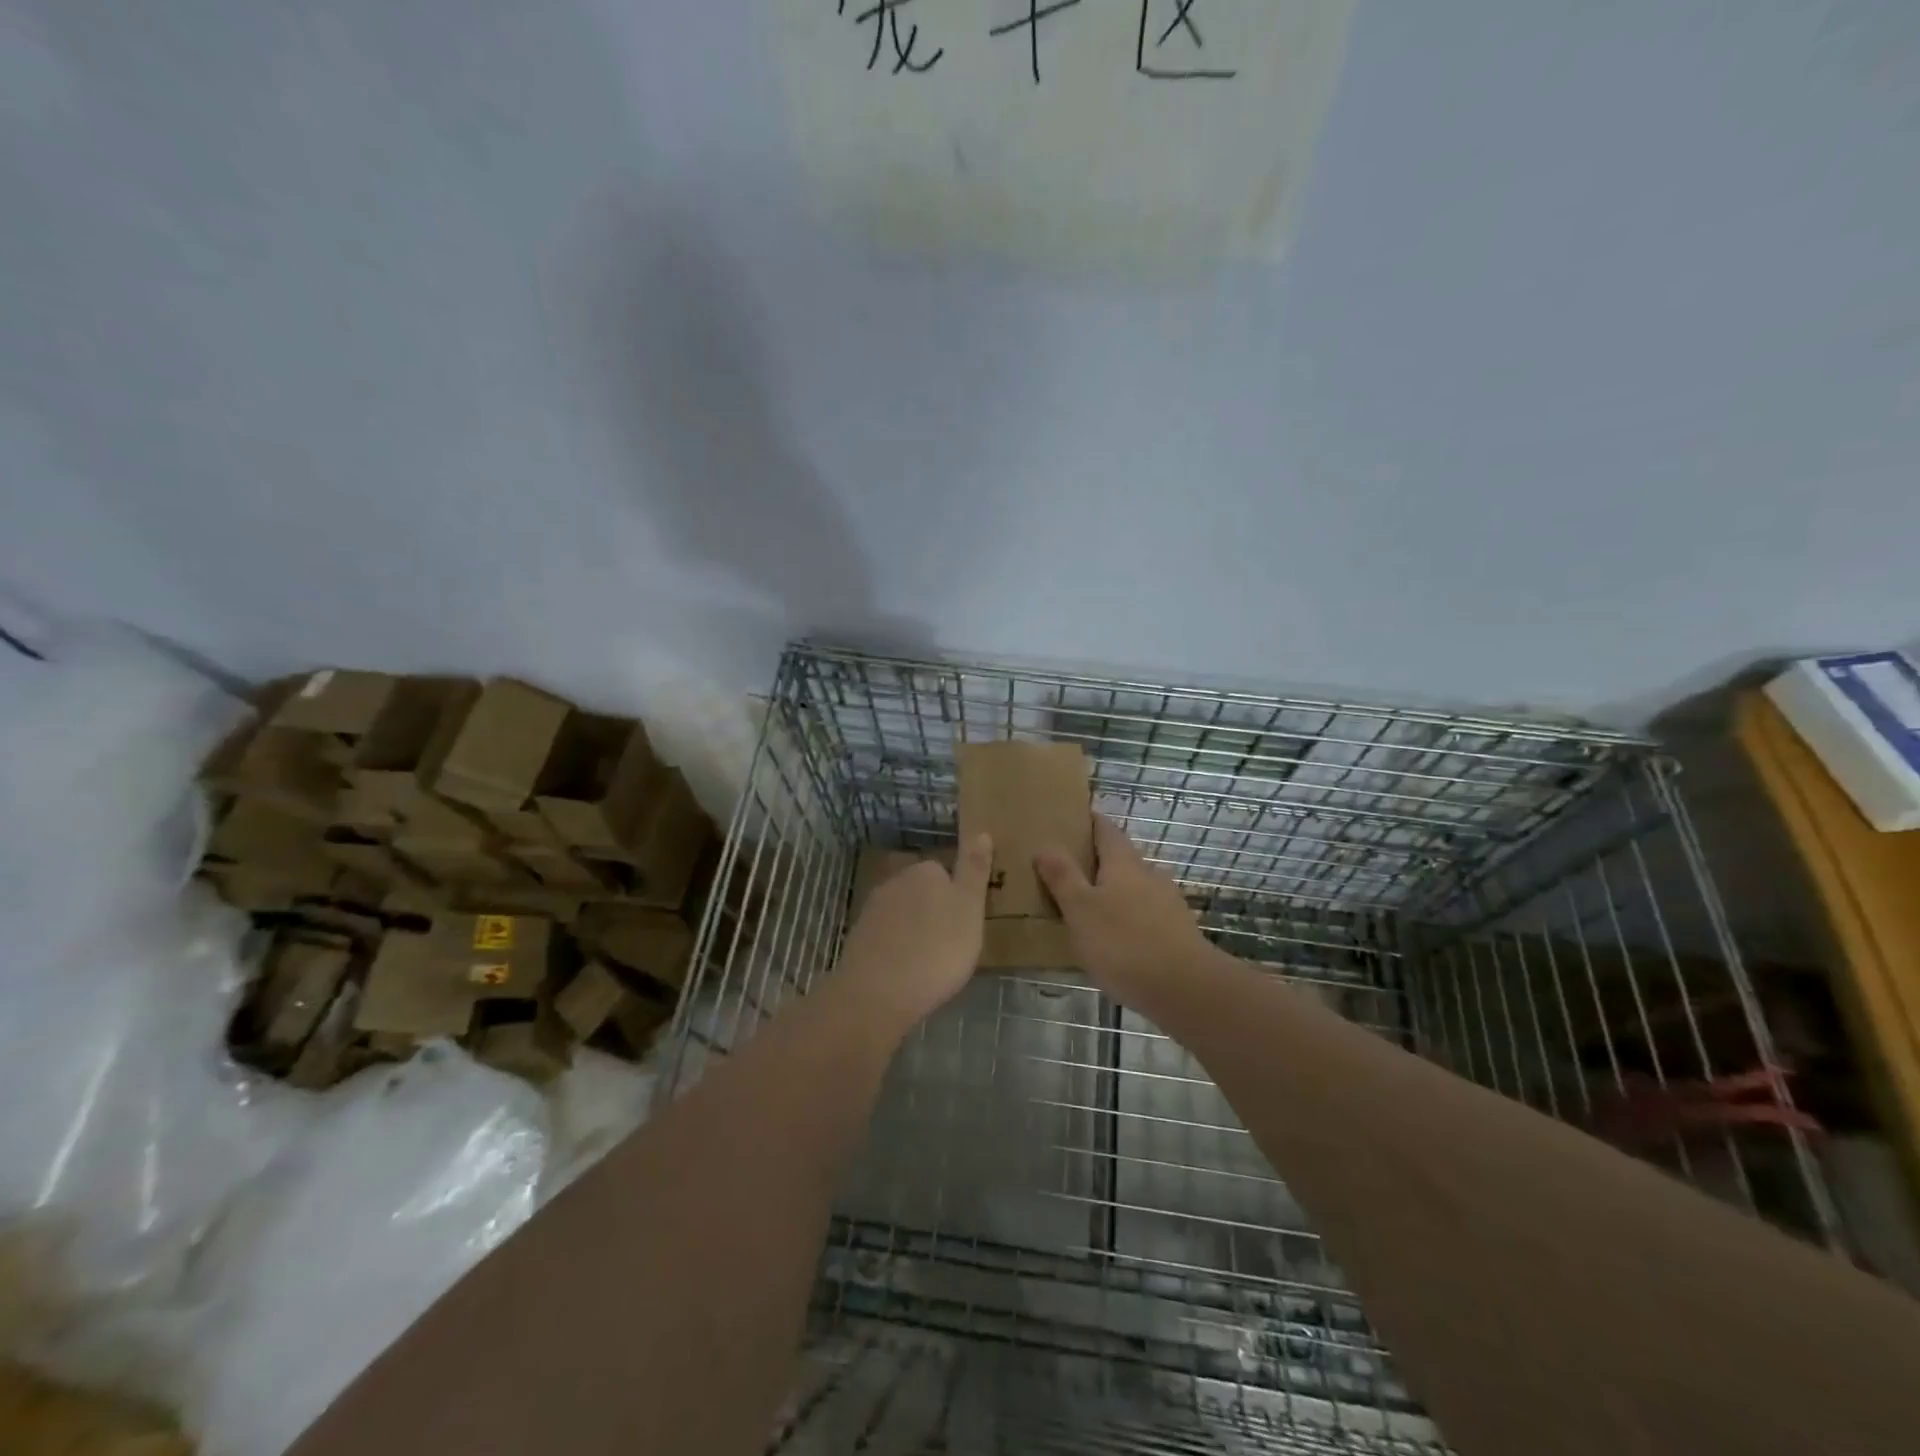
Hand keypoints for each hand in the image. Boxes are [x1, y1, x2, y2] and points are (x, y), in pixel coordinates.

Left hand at [836, 834, 992, 1025]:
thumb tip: (981, 831)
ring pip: (902, 914)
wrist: (877, 993)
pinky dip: (897, 948)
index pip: (945, 872)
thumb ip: (974, 869)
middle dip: (934, 911)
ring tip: (930, 962)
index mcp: (925, 871)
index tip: (967, 923)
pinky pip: (887, 937)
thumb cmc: (936, 949)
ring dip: (914, 930)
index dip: (958, 897)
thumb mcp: (969, 908)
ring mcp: (872, 910)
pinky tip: (906, 971)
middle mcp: (895, 881)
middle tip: (952, 944)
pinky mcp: (858, 937)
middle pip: (922, 891)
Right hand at [1036, 815, 1211, 992]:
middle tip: (1064, 869)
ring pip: (1133, 886)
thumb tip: (1044, 845)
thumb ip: (1062, 877)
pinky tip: (1113, 937)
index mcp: (1123, 862)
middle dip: (1094, 860)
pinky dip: (1126, 916)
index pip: (1105, 829)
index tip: (1068, 820)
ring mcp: (1167, 902)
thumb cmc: (1124, 943)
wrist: (1187, 989)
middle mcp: (1148, 873)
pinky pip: (1144, 913)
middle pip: (1119, 857)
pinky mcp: (1176, 930)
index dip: (1088, 821)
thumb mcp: (1081, 910)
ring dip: (1111, 890)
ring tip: (1084, 906)